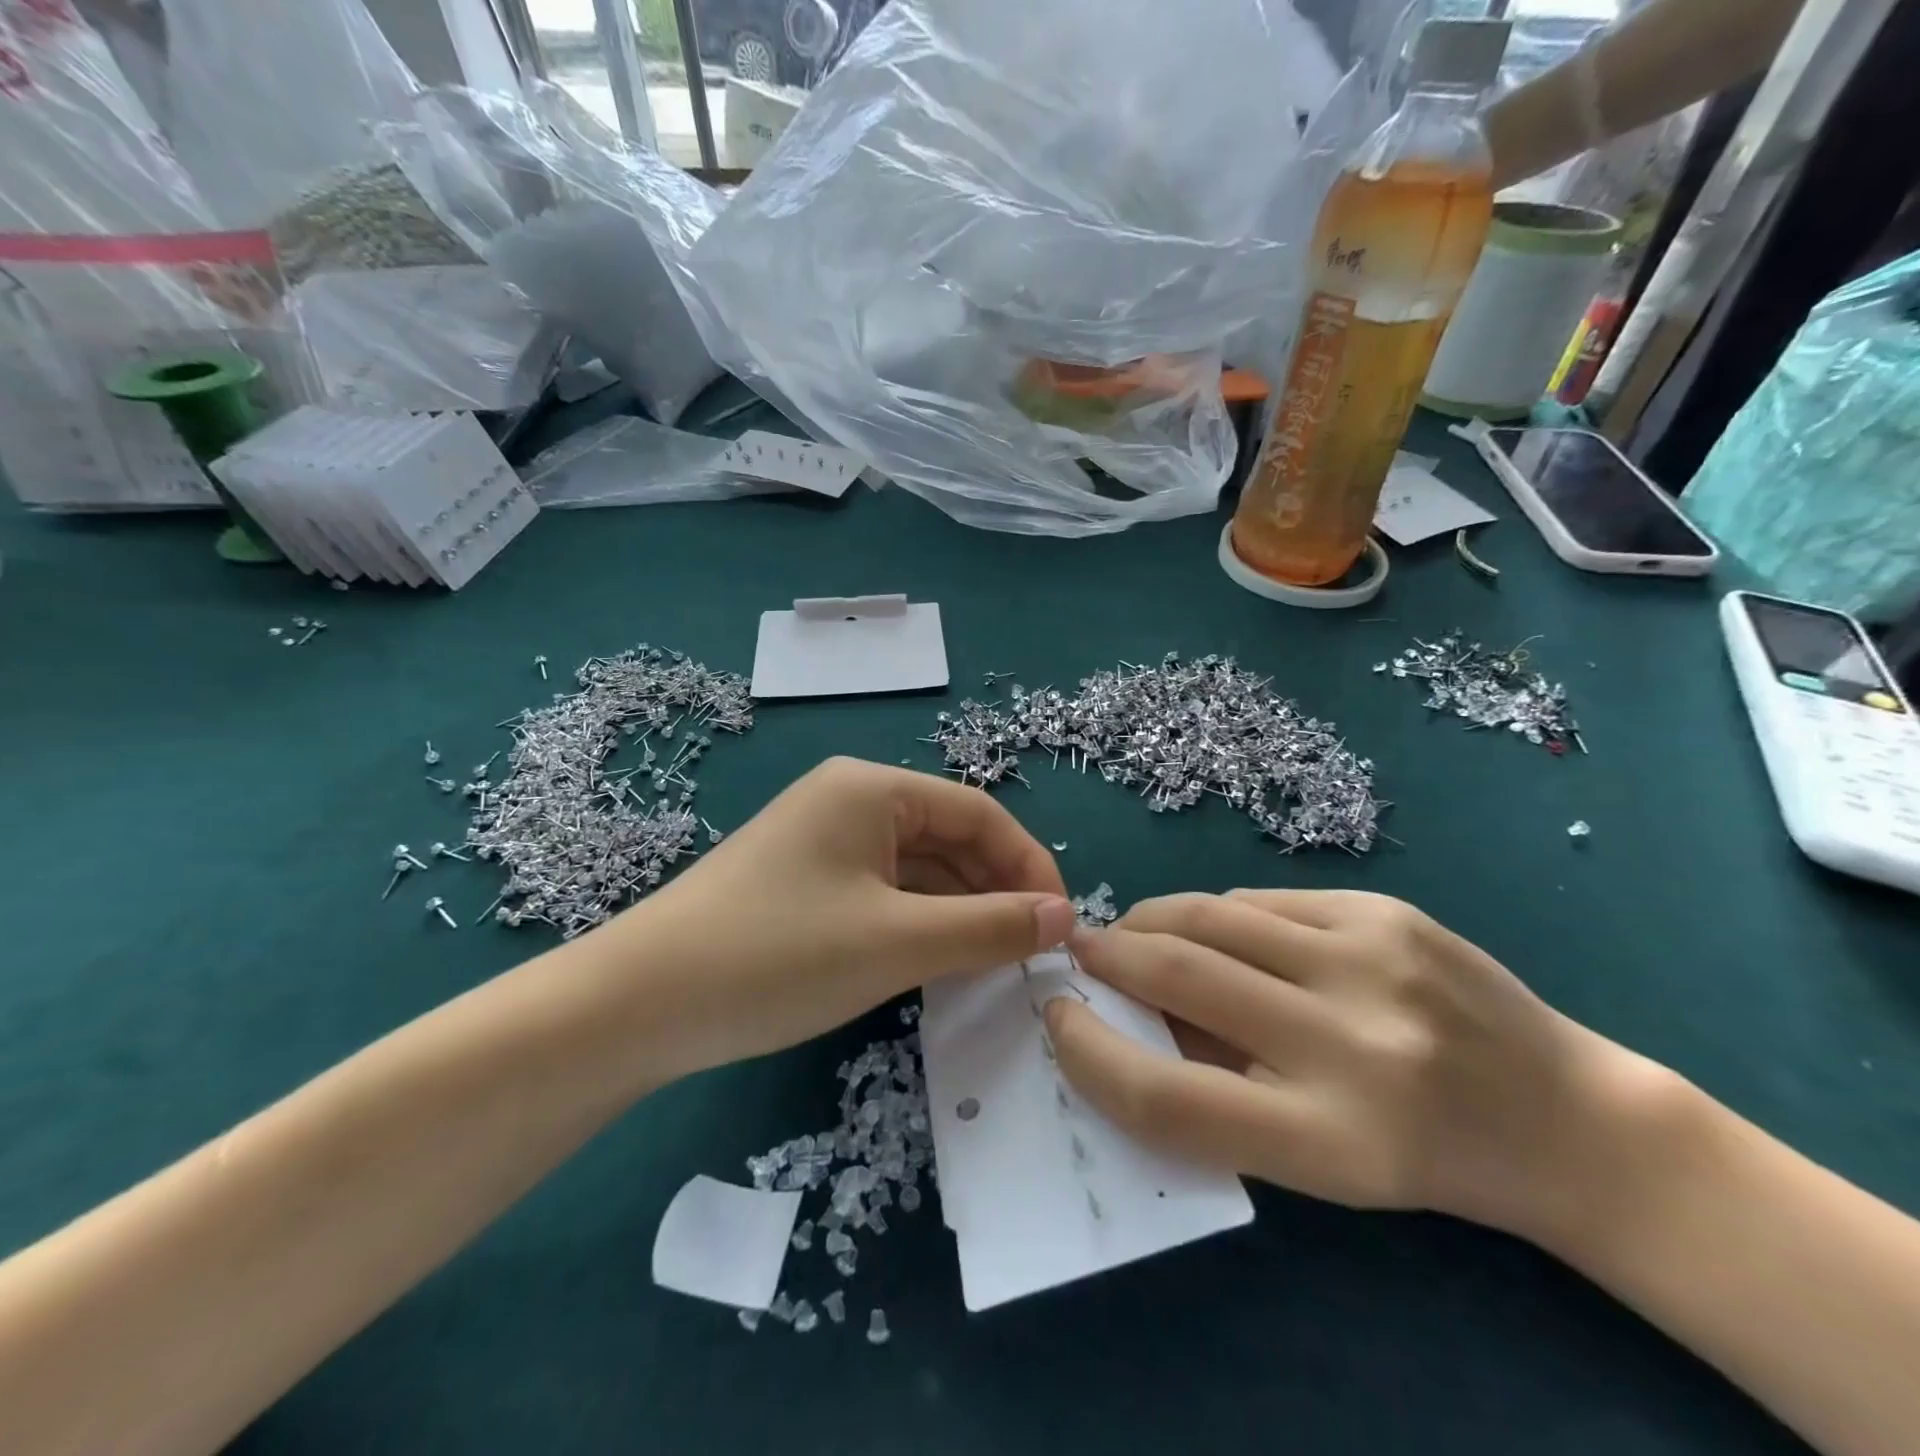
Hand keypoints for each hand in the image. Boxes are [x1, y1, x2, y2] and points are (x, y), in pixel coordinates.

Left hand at [589, 757, 1074, 1079]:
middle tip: (1030, 953)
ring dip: (960, 910)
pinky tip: (939, 961)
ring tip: (994, 963)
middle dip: (995, 890)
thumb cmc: (777, 955)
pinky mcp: (805, 881)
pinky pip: (884, 891)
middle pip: (949, 837)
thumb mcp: (896, 942)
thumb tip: (1064, 917)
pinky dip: (919, 922)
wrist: (638, 1004)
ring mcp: (823, 841)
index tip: (1061, 925)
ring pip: (917, 868)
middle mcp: (850, 799)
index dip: (1029, 865)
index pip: (979, 814)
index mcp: (872, 788)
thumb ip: (988, 927)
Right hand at [1044, 890, 1667, 1242]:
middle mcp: (1351, 1044)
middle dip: (1109, 957)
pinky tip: (1217, 932)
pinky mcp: (1384, 910)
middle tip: (1083, 954)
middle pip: (1179, 978)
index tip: (1060, 1019)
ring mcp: (1371, 960)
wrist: (1565, 1119)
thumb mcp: (1312, 1159)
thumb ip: (1213, 1086)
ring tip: (1136, 933)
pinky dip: (1217, 916)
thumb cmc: (1422, 1159)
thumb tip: (1126, 1013)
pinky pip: (1261, 902)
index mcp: (1329, 1140)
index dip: (1092, 1055)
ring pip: (1211, 917)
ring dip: (1152, 922)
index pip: (1167, 1097)